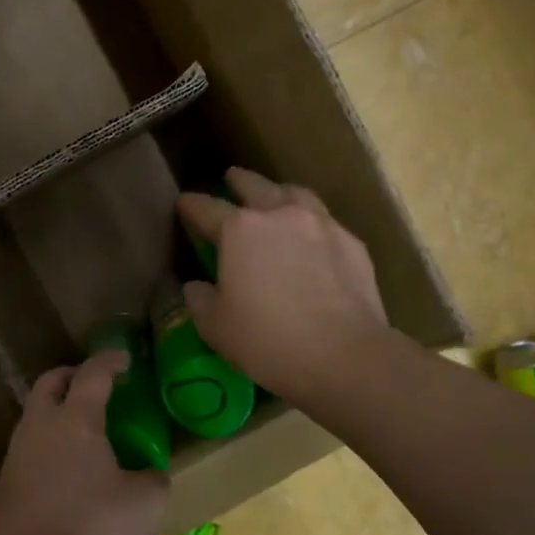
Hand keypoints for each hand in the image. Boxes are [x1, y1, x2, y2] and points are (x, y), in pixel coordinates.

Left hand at [0, 350, 168, 534]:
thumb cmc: (94, 529)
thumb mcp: (146, 501)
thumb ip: (153, 477)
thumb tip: (148, 474)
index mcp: (76, 419)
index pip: (93, 374)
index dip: (111, 360)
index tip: (125, 357)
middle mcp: (41, 426)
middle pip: (50, 383)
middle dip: (73, 375)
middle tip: (97, 385)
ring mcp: (18, 453)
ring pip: (35, 414)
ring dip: (57, 409)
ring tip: (84, 428)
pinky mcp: (7, 482)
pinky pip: (29, 445)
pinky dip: (48, 441)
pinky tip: (67, 467)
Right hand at [177, 167, 390, 402]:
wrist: (343, 355)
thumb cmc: (267, 340)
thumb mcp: (216, 327)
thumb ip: (200, 300)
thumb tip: (197, 287)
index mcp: (240, 230)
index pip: (206, 209)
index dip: (190, 205)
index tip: (183, 203)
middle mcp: (280, 215)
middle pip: (255, 186)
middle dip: (239, 181)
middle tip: (232, 179)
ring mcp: (321, 225)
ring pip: (296, 194)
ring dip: (280, 192)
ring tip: (276, 198)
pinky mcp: (352, 243)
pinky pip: (325, 222)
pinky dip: (312, 223)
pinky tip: (312, 238)